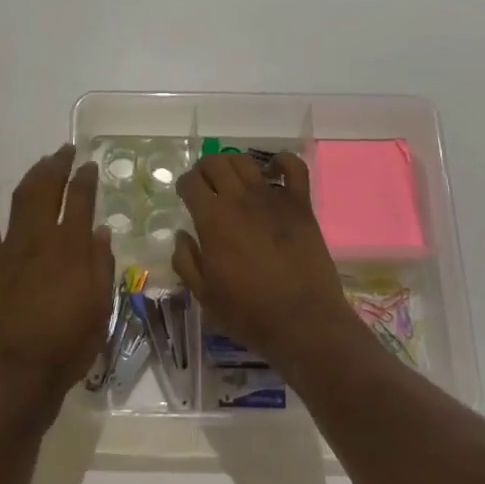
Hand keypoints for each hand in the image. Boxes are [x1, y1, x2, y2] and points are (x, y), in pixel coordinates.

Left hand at [0, 144, 113, 429]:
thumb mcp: (100, 309)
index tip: (90, 164)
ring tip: (42, 161)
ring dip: (32, 174)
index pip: (80, 199)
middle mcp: (40, 238)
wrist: (16, 375)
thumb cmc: (67, 346)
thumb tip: (99, 230)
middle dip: (58, 164)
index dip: (86, 178)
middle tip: (66, 150)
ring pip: (20, 197)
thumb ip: (101, 265)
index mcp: (72, 248)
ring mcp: (10, 248)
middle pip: (48, 188)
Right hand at [173, 152, 360, 376]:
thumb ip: (186, 261)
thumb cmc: (248, 312)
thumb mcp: (204, 295)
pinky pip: (294, 168)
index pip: (191, 182)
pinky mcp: (300, 205)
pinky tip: (273, 170)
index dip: (184, 185)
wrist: (303, 321)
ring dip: (233, 163)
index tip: (185, 196)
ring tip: (232, 179)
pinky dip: (282, 162)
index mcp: (213, 219)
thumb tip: (181, 235)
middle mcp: (240, 199)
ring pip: (247, 161)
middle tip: (206, 185)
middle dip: (204, 169)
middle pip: (216, 163)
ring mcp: (273, 198)